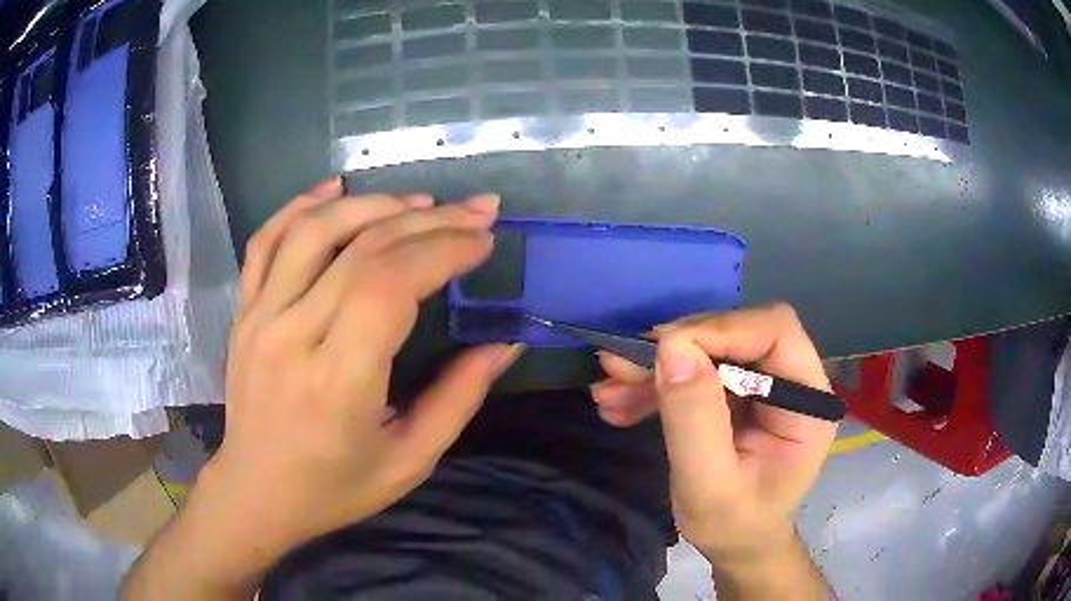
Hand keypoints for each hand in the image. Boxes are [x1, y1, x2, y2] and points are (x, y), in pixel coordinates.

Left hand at [196, 178, 521, 569]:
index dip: (444, 250)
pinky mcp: (244, 312)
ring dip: (372, 204)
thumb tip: (504, 344)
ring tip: (419, 203)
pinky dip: (299, 206)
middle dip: (429, 221)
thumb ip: (459, 399)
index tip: (484, 241)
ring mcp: (259, 317)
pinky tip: (335, 188)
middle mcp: (292, 336)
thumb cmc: (334, 488)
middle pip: (363, 250)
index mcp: (338, 381)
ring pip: (314, 232)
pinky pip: (265, 242)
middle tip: (475, 211)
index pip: (391, 285)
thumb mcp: (410, 461)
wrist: (256, 493)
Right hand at [591, 304, 836, 563]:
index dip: (720, 330)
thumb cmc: (734, 525)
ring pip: (711, 349)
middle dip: (676, 349)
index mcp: (807, 402)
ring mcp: (765, 384)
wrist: (737, 543)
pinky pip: (698, 371)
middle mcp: (792, 381)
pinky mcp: (739, 393)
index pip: (775, 332)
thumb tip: (671, 348)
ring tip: (608, 391)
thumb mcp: (709, 486)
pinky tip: (621, 403)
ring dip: (657, 367)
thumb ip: (695, 420)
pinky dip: (658, 383)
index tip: (661, 351)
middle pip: (737, 334)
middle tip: (619, 367)